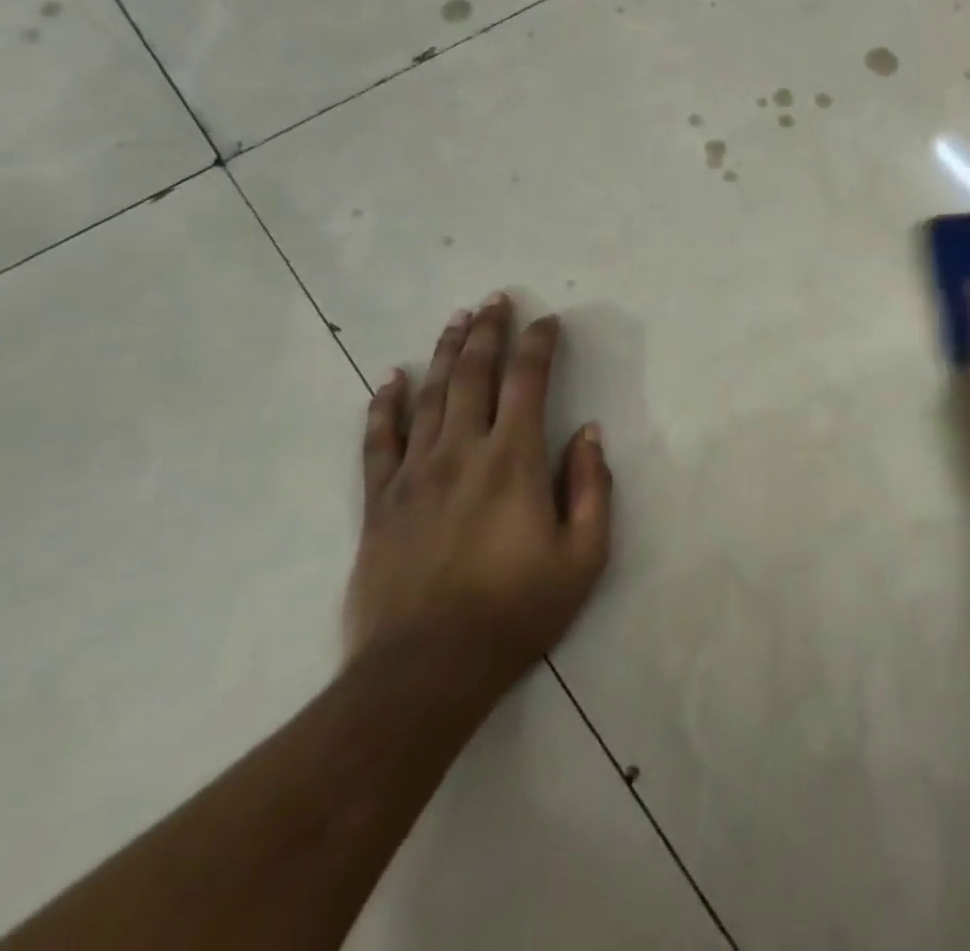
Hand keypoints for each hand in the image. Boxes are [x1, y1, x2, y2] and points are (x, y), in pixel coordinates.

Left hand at [346, 293, 612, 696]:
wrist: (426, 670)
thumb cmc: (517, 610)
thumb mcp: (584, 555)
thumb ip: (591, 487)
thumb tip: (588, 433)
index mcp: (514, 460)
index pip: (527, 382)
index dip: (539, 345)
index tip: (548, 321)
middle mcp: (462, 451)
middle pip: (473, 374)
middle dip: (487, 331)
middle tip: (494, 299)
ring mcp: (414, 474)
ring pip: (429, 396)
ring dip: (444, 353)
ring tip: (456, 320)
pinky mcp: (379, 502)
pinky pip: (379, 441)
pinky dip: (385, 405)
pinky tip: (391, 378)